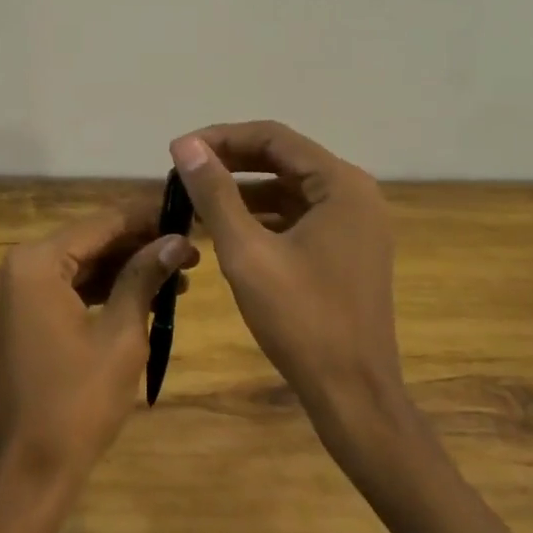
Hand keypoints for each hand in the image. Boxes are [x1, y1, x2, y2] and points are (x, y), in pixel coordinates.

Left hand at [0, 202, 198, 498]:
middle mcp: (18, 265)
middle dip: (140, 245)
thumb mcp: (121, 335)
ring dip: (126, 268)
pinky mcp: (21, 314)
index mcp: (36, 262)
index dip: (148, 217)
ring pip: (81, 264)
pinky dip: (104, 289)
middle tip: (192, 251)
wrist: (28, 471)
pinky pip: (67, 287)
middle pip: (90, 240)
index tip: (189, 215)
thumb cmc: (77, 402)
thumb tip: (178, 239)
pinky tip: (146, 296)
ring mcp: (15, 290)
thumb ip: (145, 277)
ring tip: (179, 276)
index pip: (102, 223)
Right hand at [170, 121, 401, 428]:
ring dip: (243, 190)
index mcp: (341, 184)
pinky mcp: (347, 249)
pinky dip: (263, 216)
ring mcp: (354, 223)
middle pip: (283, 158)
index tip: (178, 151)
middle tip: (182, 171)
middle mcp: (354, 193)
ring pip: (289, 188)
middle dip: (230, 162)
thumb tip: (185, 145)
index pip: (273, 137)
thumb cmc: (302, 320)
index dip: (221, 138)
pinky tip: (226, 229)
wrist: (354, 396)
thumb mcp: (247, 252)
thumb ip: (214, 193)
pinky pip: (299, 215)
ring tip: (195, 198)